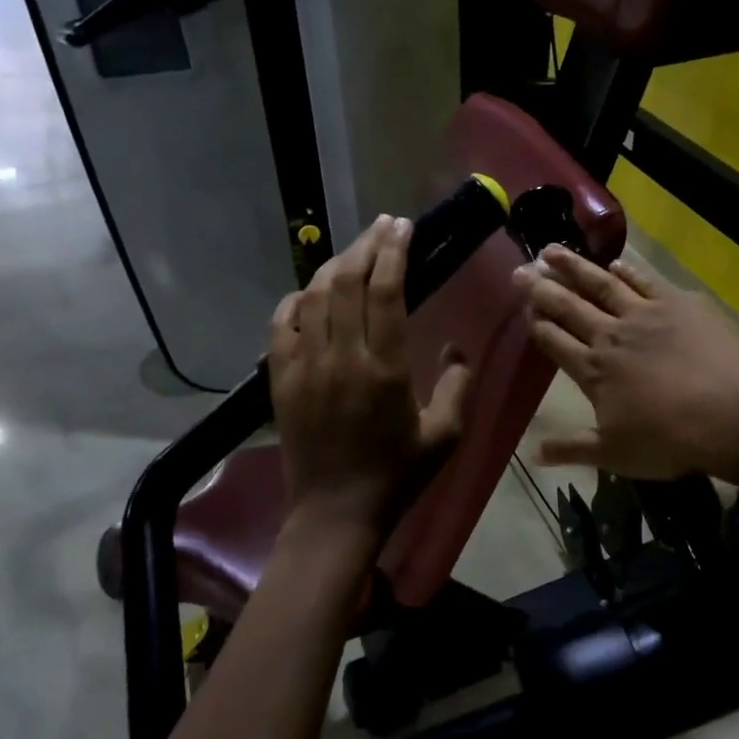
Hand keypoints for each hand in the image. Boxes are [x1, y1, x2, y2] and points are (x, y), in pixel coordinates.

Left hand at [270, 216, 470, 530]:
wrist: (336, 512)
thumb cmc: (397, 475)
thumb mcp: (445, 436)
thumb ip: (458, 386)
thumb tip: (455, 348)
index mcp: (384, 369)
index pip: (386, 292)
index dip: (394, 253)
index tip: (403, 227)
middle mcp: (340, 357)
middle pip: (348, 282)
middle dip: (367, 245)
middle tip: (384, 226)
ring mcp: (303, 366)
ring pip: (314, 296)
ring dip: (336, 265)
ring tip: (355, 251)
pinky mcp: (280, 379)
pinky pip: (281, 323)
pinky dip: (297, 299)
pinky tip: (312, 293)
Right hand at [513, 247, 738, 481]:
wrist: (731, 413)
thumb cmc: (669, 440)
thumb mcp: (614, 454)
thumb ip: (571, 449)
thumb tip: (532, 455)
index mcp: (593, 371)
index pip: (554, 341)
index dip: (536, 324)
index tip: (522, 307)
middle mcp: (611, 336)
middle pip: (569, 306)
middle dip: (541, 288)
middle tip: (520, 269)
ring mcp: (644, 314)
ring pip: (601, 284)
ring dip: (575, 266)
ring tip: (552, 250)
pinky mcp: (678, 302)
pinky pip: (644, 280)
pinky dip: (627, 270)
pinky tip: (614, 262)